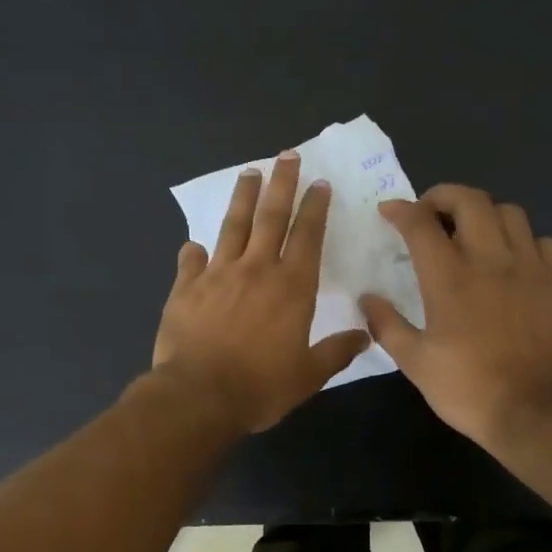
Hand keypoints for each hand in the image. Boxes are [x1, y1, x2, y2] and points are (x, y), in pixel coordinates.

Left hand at [154, 151, 369, 433]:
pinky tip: (194, 243)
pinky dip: (194, 251)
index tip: (319, 183)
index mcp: (292, 287)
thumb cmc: (260, 387)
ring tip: (249, 172)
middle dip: (282, 184)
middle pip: (271, 217)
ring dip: (242, 198)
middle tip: (287, 156)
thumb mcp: (308, 376)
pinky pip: (191, 262)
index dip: (315, 208)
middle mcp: (256, 270)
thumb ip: (336, 352)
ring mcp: (217, 275)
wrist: (198, 396)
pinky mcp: (185, 289)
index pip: (308, 236)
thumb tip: (365, 336)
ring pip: (232, 227)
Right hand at [360, 184, 551, 449]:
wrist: (534, 410)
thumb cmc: (466, 388)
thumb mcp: (414, 362)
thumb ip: (387, 324)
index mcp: (449, 278)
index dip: (401, 210)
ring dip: (484, 213)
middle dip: (443, 196)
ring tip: (472, 232)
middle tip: (430, 213)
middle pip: (470, 200)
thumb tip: (367, 299)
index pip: (421, 224)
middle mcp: (490, 260)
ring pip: (509, 212)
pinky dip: (523, 240)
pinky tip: (512, 259)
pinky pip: (543, 240)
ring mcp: (530, 267)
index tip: (388, 211)